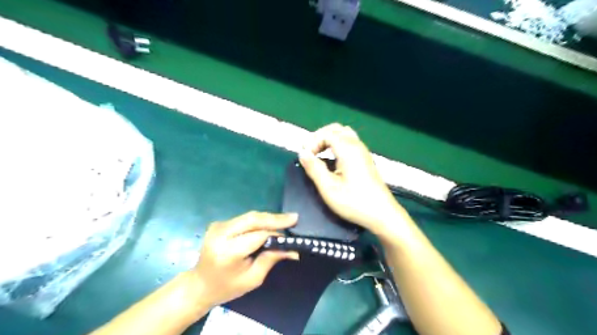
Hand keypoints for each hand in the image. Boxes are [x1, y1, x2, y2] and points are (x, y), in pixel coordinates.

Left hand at [192, 212, 301, 308]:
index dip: (277, 233)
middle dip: (275, 218)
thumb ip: (271, 259)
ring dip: (268, 218)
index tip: (293, 230)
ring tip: (285, 220)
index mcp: (228, 251)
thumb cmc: (227, 287)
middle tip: (294, 218)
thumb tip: (293, 250)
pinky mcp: (219, 224)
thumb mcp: (253, 278)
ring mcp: (218, 226)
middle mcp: (221, 234)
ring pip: (250, 216)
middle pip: (253, 219)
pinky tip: (270, 223)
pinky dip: (259, 221)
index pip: (258, 235)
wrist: (199, 284)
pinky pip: (244, 219)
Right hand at [301, 123, 407, 234]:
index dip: (313, 142)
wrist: (382, 214)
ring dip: (329, 139)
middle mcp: (357, 146)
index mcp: (348, 149)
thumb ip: (314, 168)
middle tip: (310, 152)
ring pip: (344, 134)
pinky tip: (332, 160)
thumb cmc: (354, 202)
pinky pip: (350, 142)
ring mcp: (363, 152)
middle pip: (336, 129)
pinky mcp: (365, 159)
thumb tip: (303, 153)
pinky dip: (337, 144)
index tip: (306, 157)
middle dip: (320, 136)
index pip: (326, 133)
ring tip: (319, 153)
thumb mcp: (329, 188)